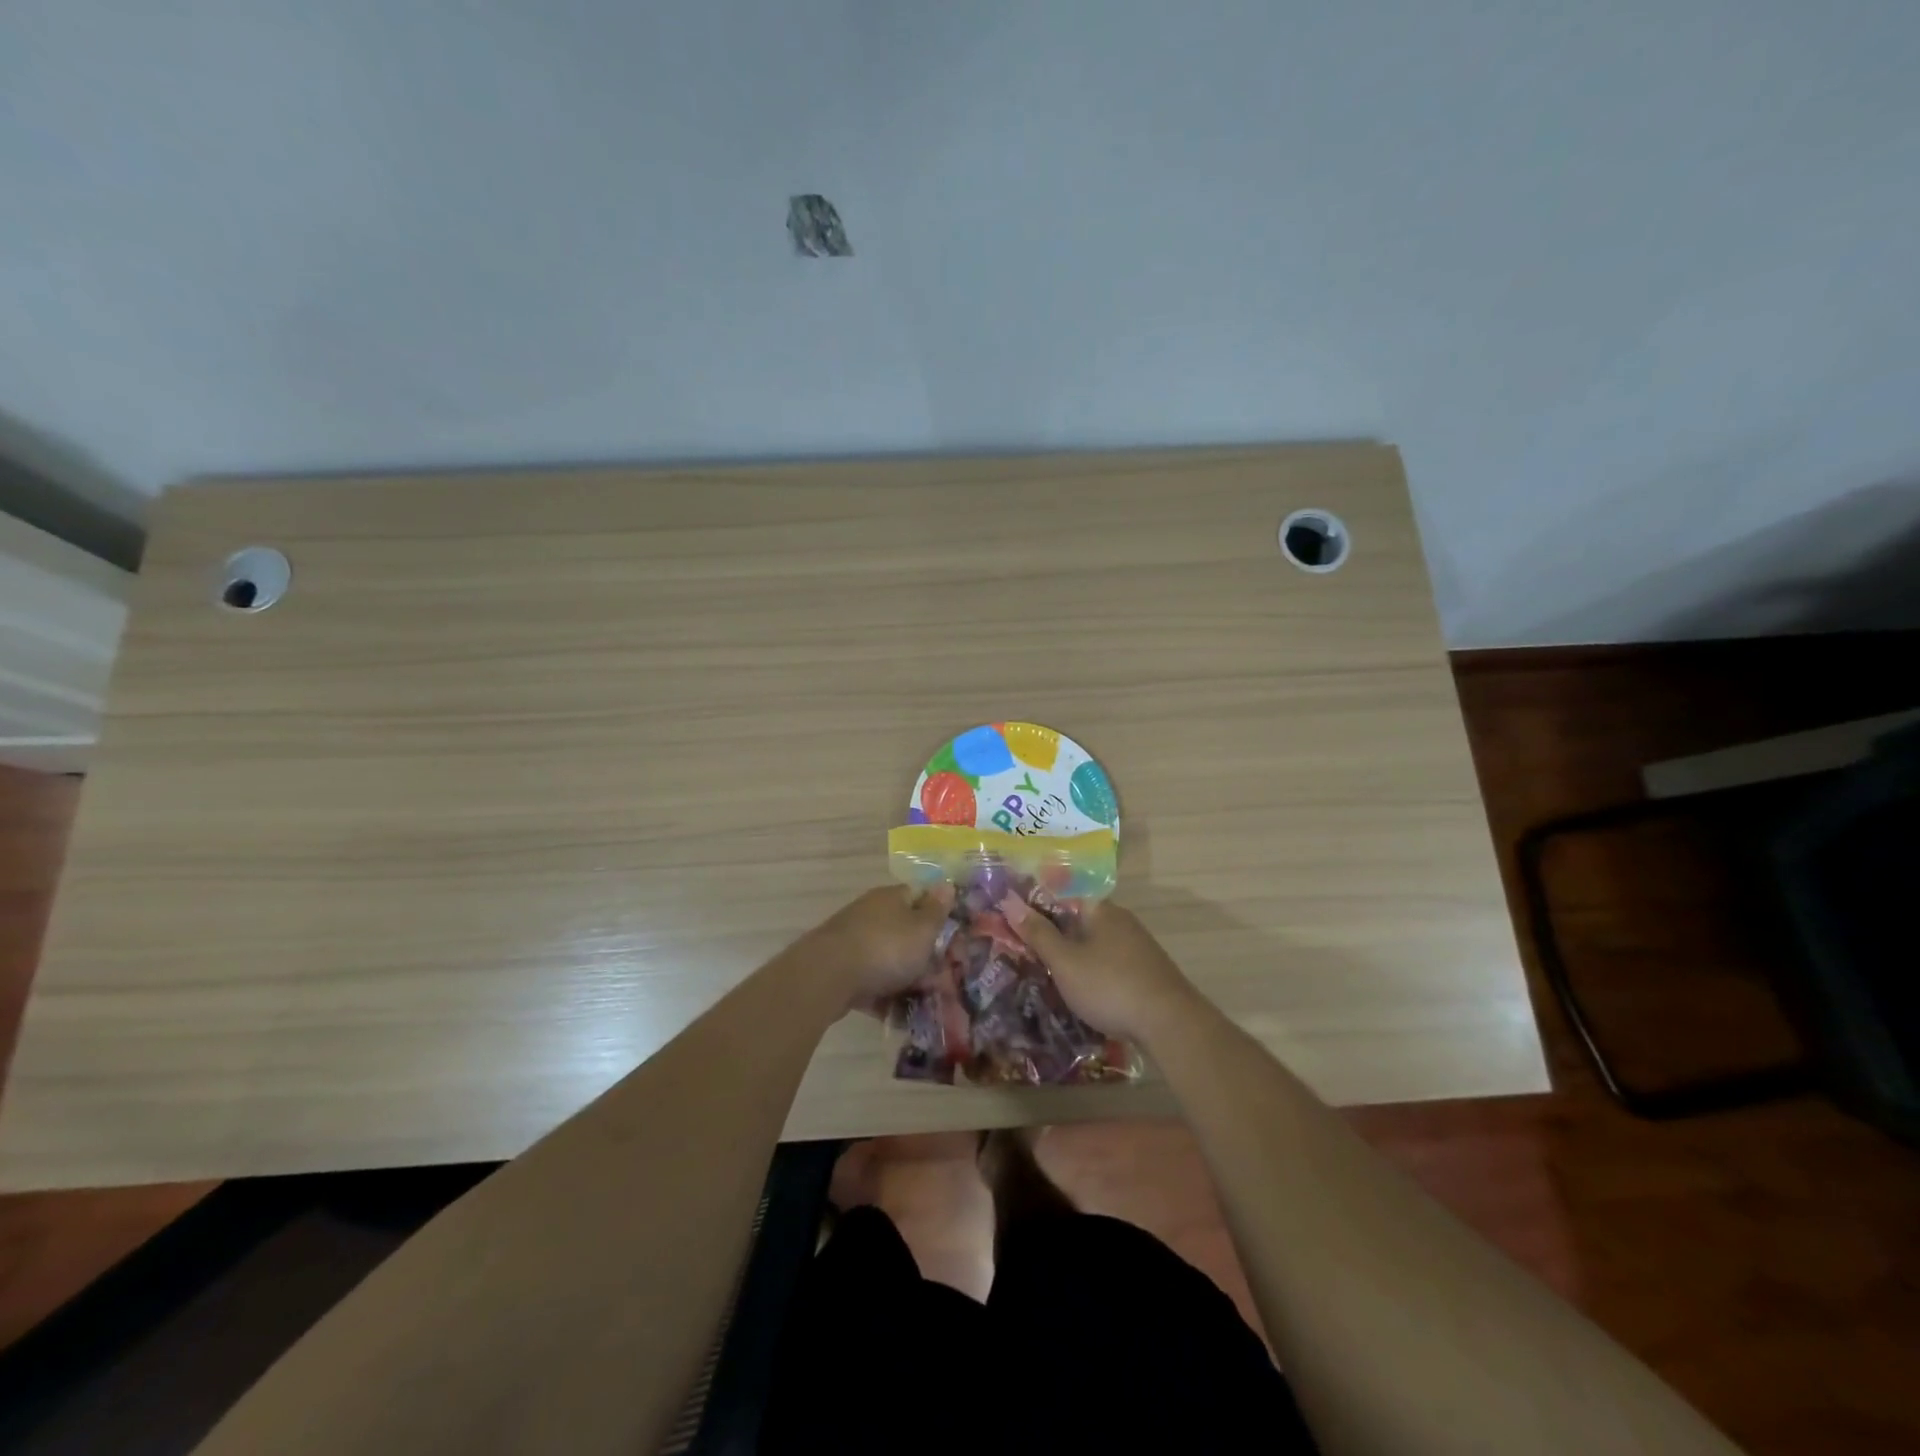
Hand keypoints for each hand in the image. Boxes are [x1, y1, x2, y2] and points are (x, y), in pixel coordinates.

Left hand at [811, 885, 953, 1006]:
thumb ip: (937, 910)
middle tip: (941, 981)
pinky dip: (883, 997)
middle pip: (905, 932)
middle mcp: (871, 914)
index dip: (938, 917)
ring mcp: (853, 941)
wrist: (827, 976)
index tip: (953, 940)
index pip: (920, 898)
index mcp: (892, 898)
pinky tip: (896, 1018)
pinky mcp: (840, 969)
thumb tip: (947, 883)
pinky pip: (870, 982)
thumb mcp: (923, 929)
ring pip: (888, 960)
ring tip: (922, 1005)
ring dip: (905, 981)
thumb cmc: (886, 948)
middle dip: (924, 957)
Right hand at [997, 896, 1201, 1043]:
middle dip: (1052, 935)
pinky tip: (1081, 991)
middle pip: (1077, 920)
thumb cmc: (1110, 986)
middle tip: (1024, 953)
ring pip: (1094, 944)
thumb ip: (1038, 933)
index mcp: (1100, 910)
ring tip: (1046, 975)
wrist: (1171, 1024)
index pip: (1061, 896)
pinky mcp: (1146, 971)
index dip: (1035, 908)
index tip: (1013, 924)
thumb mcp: (1065, 962)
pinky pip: (1109, 963)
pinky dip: (1091, 972)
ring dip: (1072, 956)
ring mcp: (1137, 946)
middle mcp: (1121, 920)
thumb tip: (1009, 900)